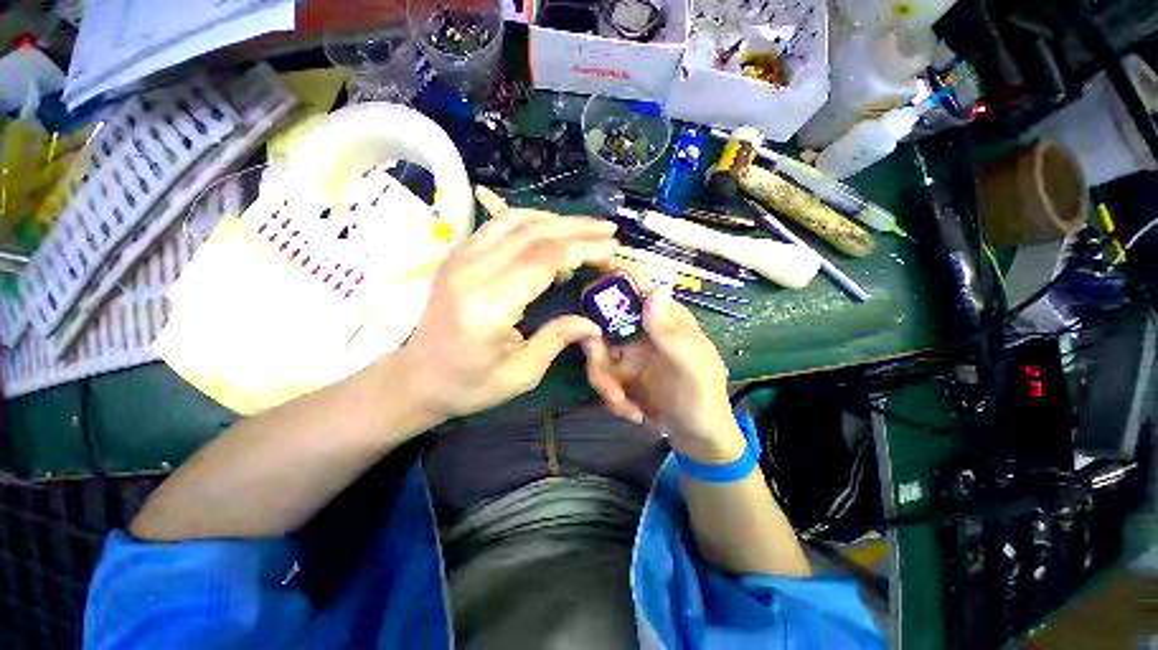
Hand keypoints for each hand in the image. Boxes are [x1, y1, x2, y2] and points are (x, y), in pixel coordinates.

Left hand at [397, 209, 617, 422]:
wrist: (417, 378)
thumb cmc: (469, 384)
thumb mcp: (521, 373)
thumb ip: (558, 339)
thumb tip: (593, 324)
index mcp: (488, 305)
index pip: (543, 259)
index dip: (582, 248)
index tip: (611, 249)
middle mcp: (471, 272)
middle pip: (533, 232)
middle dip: (577, 228)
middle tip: (609, 231)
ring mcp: (460, 258)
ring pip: (516, 219)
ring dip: (556, 220)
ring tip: (586, 229)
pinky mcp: (458, 255)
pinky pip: (499, 224)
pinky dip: (531, 221)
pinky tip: (551, 231)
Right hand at [582, 284, 744, 462]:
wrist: (697, 438)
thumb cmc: (703, 399)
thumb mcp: (693, 367)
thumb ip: (671, 333)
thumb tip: (654, 290)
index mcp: (664, 318)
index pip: (636, 287)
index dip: (611, 281)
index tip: (589, 292)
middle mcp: (641, 330)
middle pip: (602, 322)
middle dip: (597, 353)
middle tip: (607, 381)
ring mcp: (627, 352)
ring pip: (595, 353)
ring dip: (605, 384)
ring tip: (626, 406)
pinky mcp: (619, 375)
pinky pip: (600, 377)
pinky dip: (612, 398)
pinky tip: (634, 413)